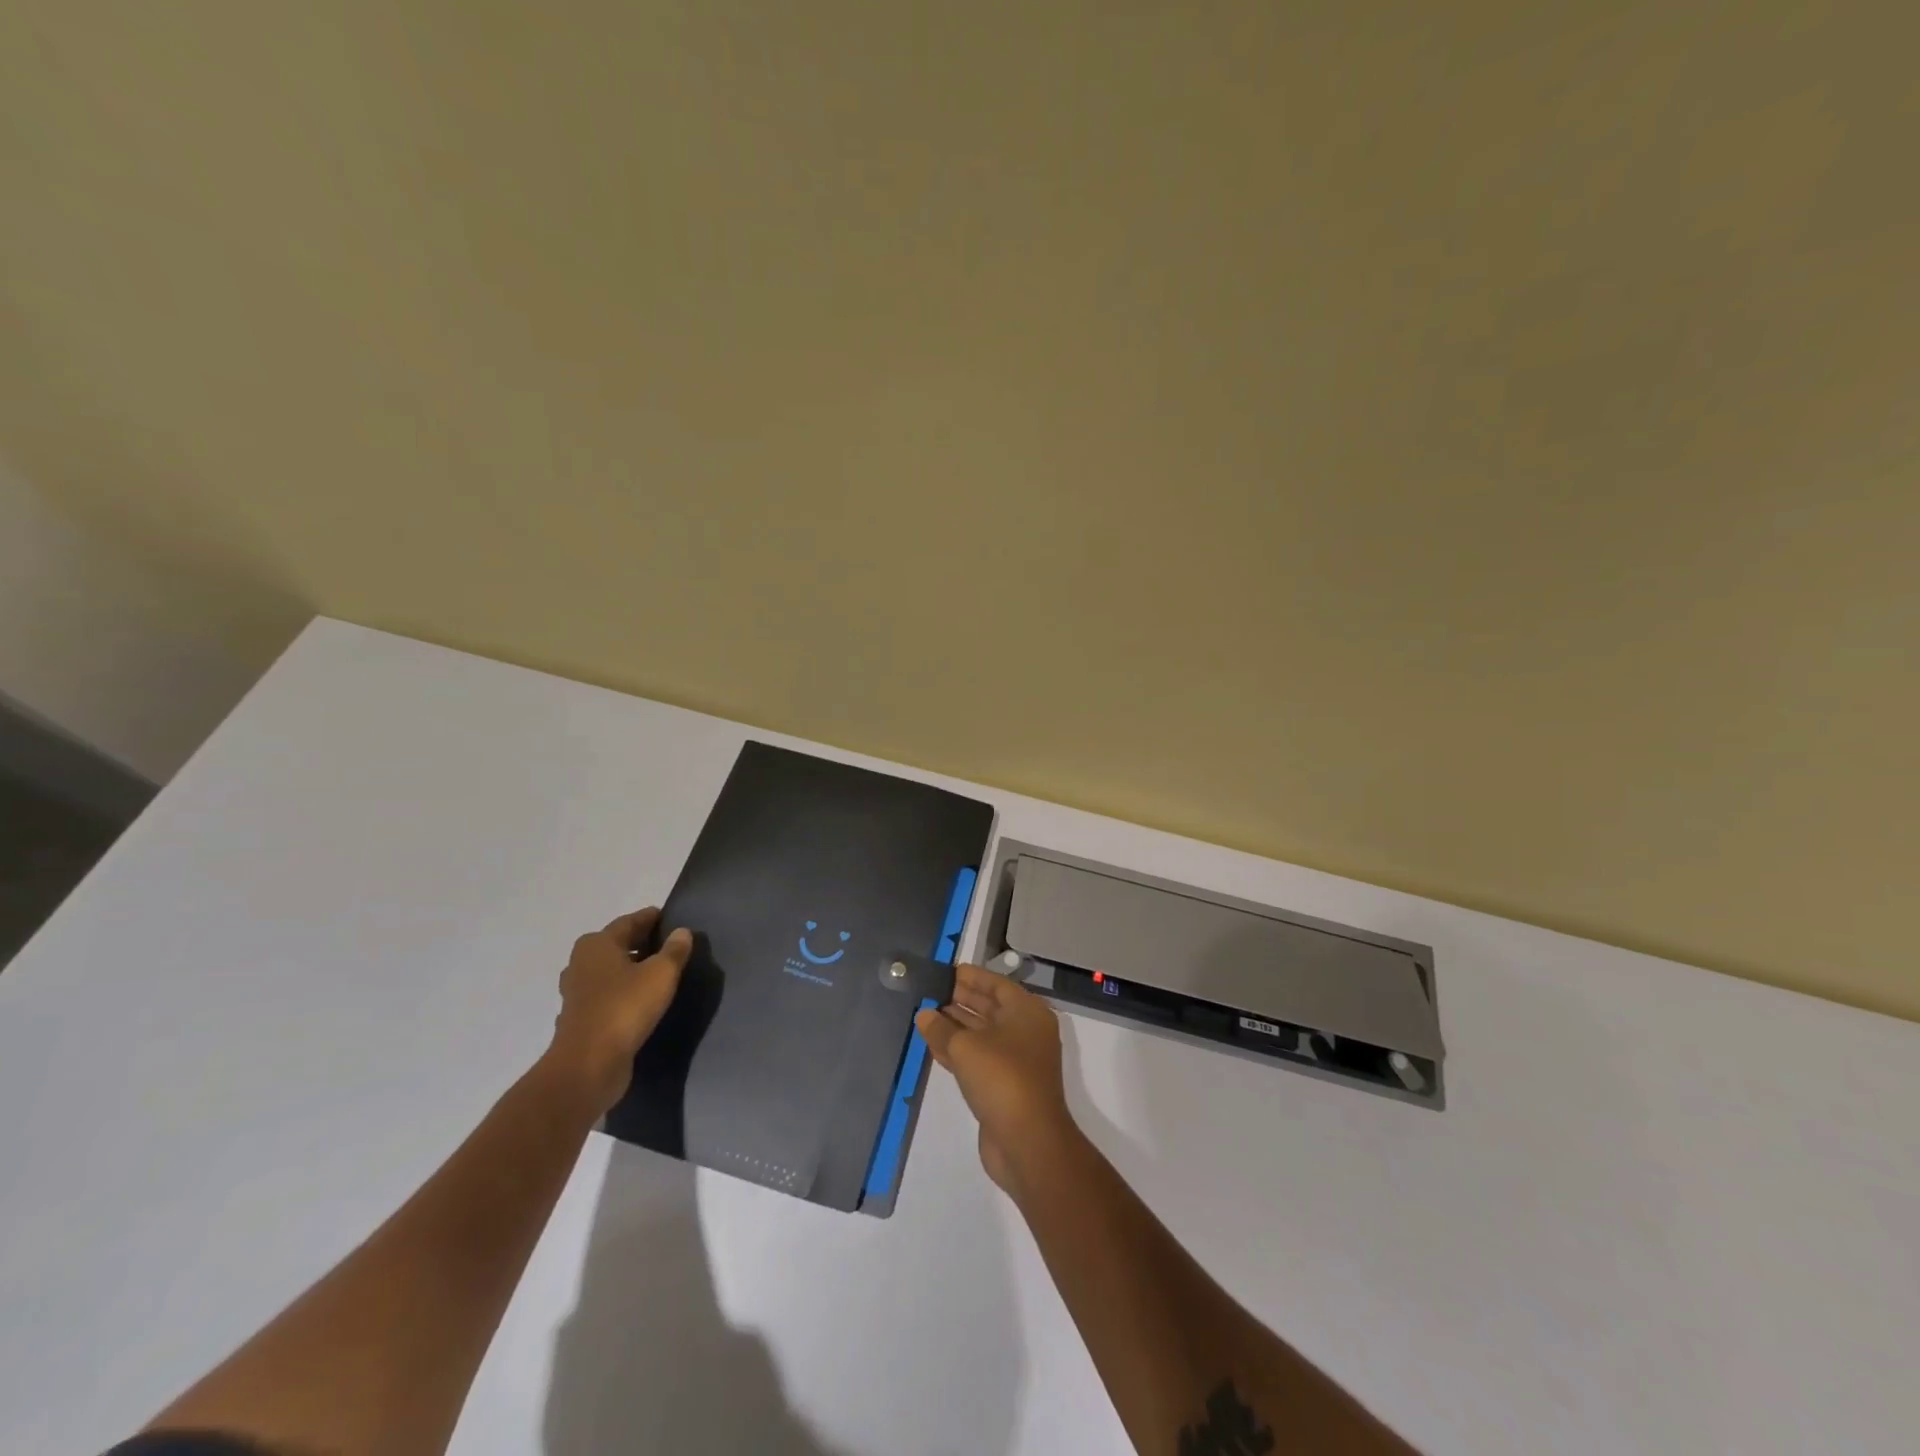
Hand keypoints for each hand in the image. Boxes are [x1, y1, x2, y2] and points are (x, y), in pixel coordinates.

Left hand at [546, 908, 691, 1115]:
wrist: (588, 1065)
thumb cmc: (625, 1008)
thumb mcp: (661, 974)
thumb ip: (674, 951)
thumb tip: (682, 932)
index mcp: (597, 944)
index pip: (629, 922)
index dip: (650, 918)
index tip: (668, 917)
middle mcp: (581, 963)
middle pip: (616, 945)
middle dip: (640, 942)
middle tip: (668, 943)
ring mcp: (577, 993)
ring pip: (609, 971)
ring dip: (630, 969)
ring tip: (658, 972)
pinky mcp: (580, 1019)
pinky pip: (606, 996)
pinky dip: (622, 993)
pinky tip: (640, 1001)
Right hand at [916, 964, 1082, 1197]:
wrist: (1028, 1142)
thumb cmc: (1002, 1079)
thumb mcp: (966, 1048)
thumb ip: (941, 1028)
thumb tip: (924, 1014)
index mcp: (1027, 1012)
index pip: (996, 984)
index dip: (971, 976)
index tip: (946, 970)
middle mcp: (1025, 1031)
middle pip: (989, 1008)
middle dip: (960, 999)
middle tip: (929, 990)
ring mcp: (1015, 1060)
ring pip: (981, 1034)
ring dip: (954, 1025)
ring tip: (924, 1014)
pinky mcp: (1003, 1086)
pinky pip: (977, 1058)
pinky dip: (956, 1050)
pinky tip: (931, 1044)